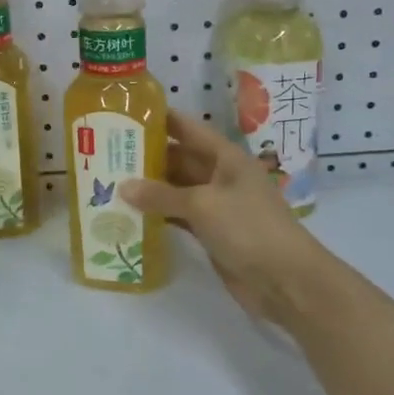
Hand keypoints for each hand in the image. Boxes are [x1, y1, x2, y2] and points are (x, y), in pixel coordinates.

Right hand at [121, 110, 332, 333]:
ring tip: (110, 181)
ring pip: (176, 189)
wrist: (286, 281)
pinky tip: (130, 214)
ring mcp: (217, 205)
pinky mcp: (212, 232)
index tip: (126, 113)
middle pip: (179, 159)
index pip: (188, 129)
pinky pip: (179, 215)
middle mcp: (221, 176)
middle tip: (107, 153)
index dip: (160, 119)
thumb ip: (161, 195)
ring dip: (149, 188)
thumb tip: (123, 187)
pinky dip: (158, 214)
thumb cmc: (249, 229)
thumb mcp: (202, 205)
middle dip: (147, 156)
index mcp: (226, 158)